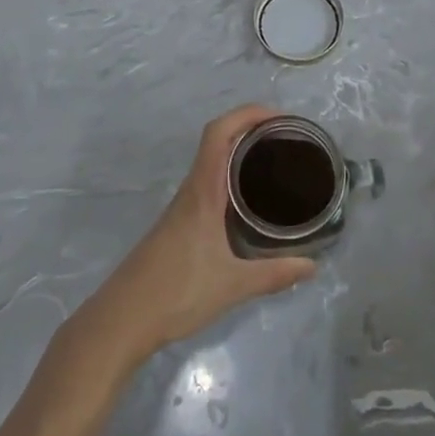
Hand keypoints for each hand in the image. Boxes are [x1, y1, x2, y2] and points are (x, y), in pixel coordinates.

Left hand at [72, 105, 316, 371]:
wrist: (121, 320)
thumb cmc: (176, 293)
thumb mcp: (233, 286)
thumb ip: (274, 275)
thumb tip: (313, 266)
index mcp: (202, 191)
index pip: (219, 133)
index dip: (247, 114)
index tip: (280, 118)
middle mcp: (192, 191)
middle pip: (218, 141)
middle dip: (251, 129)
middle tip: (287, 139)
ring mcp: (182, 208)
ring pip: (212, 164)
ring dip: (240, 153)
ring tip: (275, 163)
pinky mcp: (179, 225)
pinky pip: (209, 185)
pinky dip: (231, 177)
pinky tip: (249, 201)